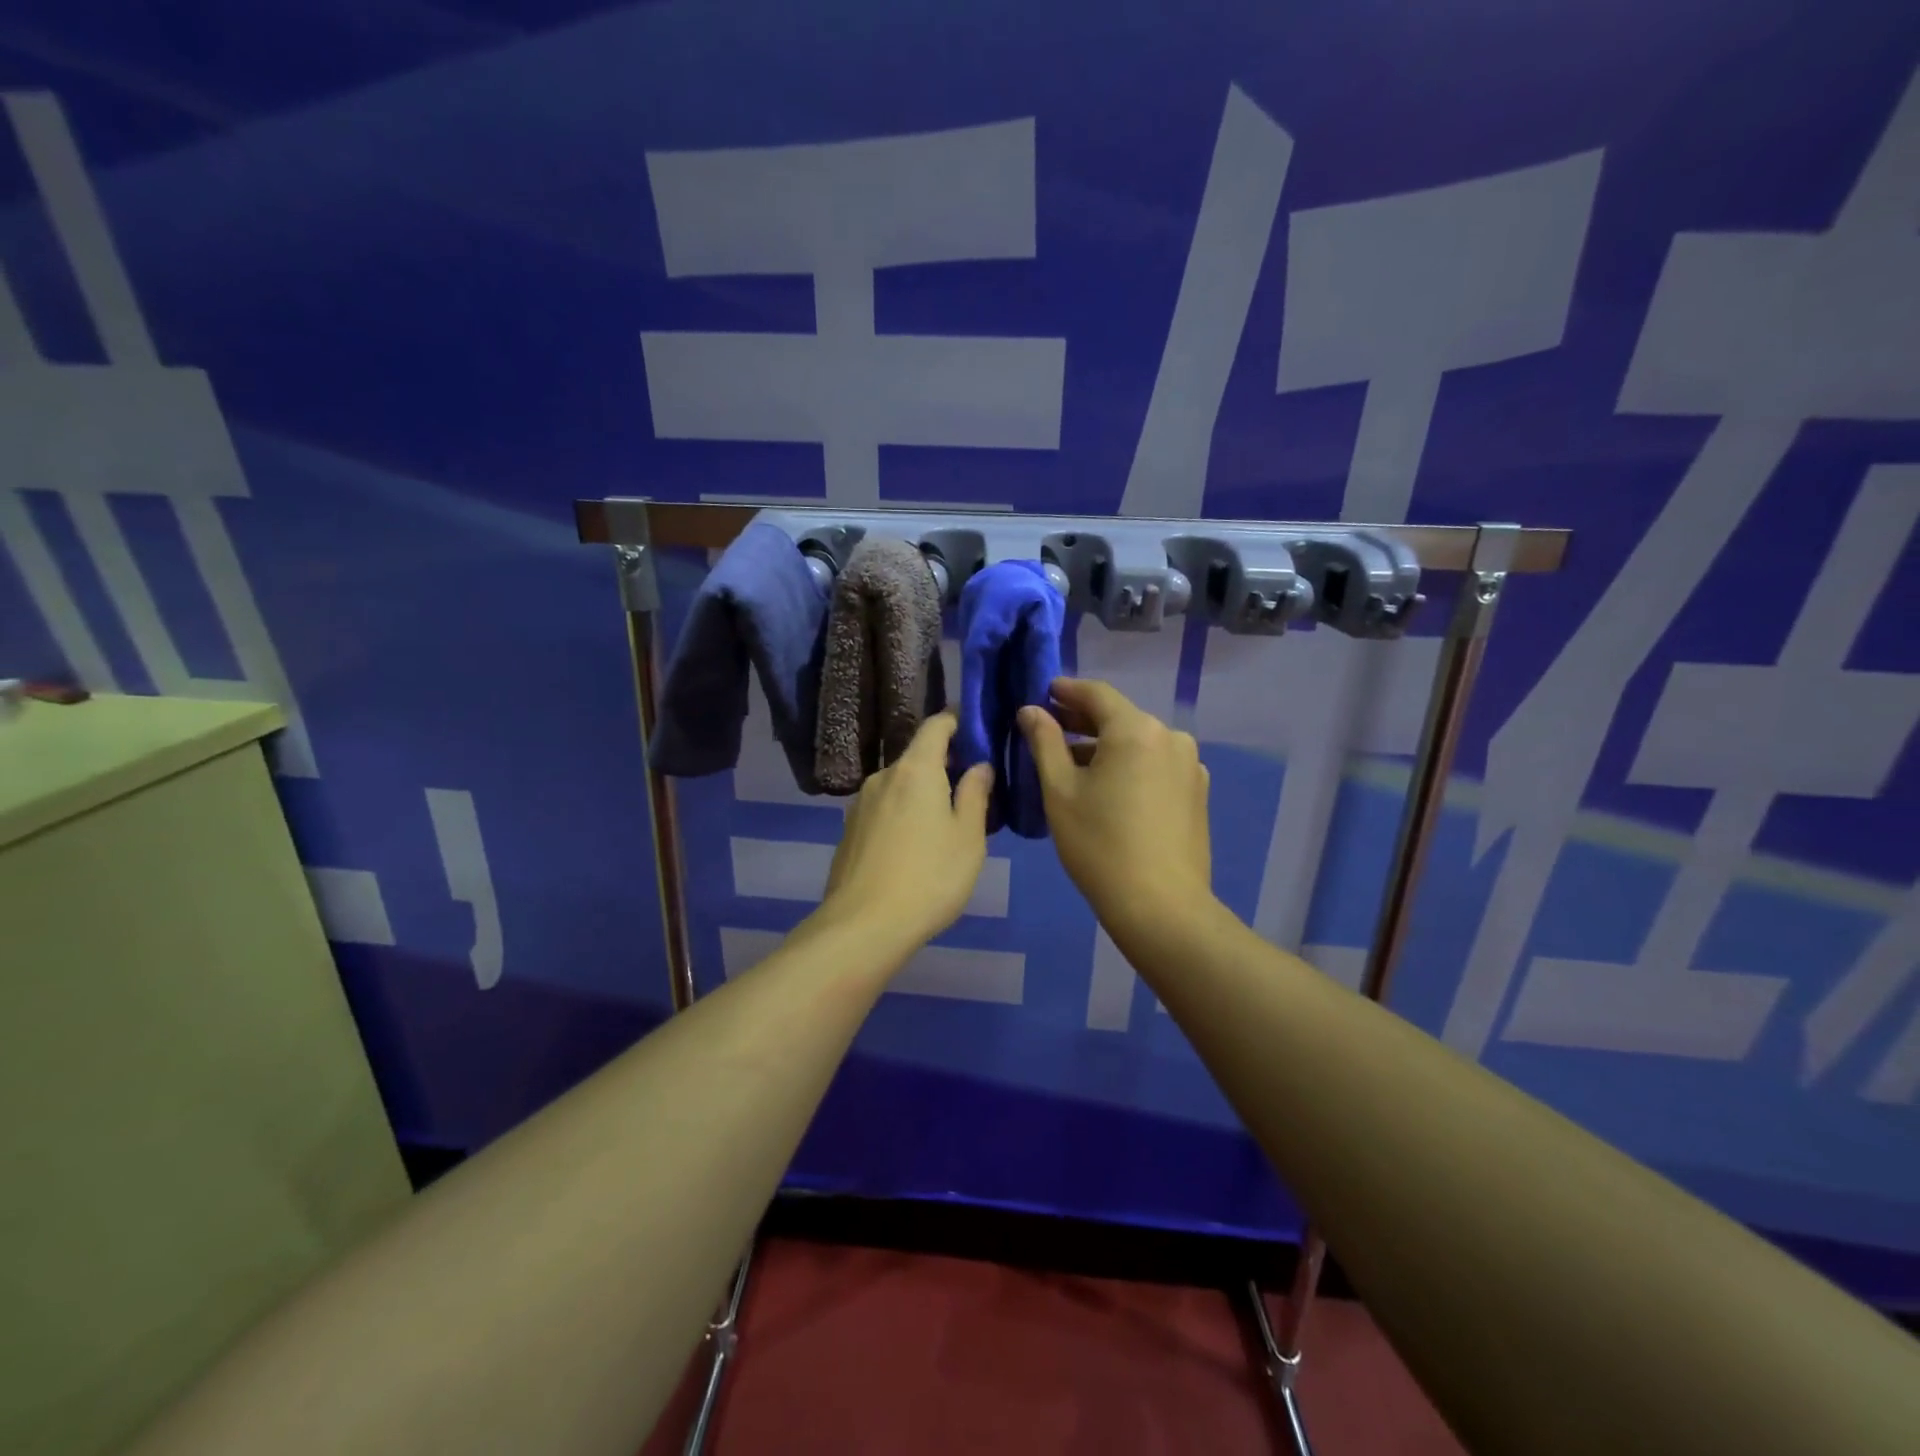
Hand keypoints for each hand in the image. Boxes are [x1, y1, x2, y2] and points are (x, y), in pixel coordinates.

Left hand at [818, 712, 993, 952]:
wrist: (863, 926)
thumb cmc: (929, 877)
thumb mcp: (968, 837)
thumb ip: (975, 794)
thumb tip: (979, 766)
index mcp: (915, 770)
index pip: (936, 725)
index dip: (957, 721)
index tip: (977, 731)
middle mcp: (883, 777)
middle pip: (917, 757)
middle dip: (945, 765)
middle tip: (972, 790)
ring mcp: (860, 804)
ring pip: (900, 786)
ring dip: (923, 794)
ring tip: (946, 823)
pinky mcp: (849, 831)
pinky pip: (884, 809)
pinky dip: (903, 814)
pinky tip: (915, 846)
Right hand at [1019, 678, 1212, 931]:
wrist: (1161, 906)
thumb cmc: (1100, 845)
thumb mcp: (1060, 791)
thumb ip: (1045, 742)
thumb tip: (1031, 710)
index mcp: (1137, 729)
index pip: (1097, 694)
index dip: (1067, 691)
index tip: (1044, 693)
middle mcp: (1170, 737)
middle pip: (1120, 718)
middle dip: (1083, 721)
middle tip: (1050, 729)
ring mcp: (1190, 766)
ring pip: (1139, 744)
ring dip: (1106, 747)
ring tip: (1074, 764)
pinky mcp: (1197, 793)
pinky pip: (1156, 766)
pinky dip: (1129, 767)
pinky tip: (1109, 789)